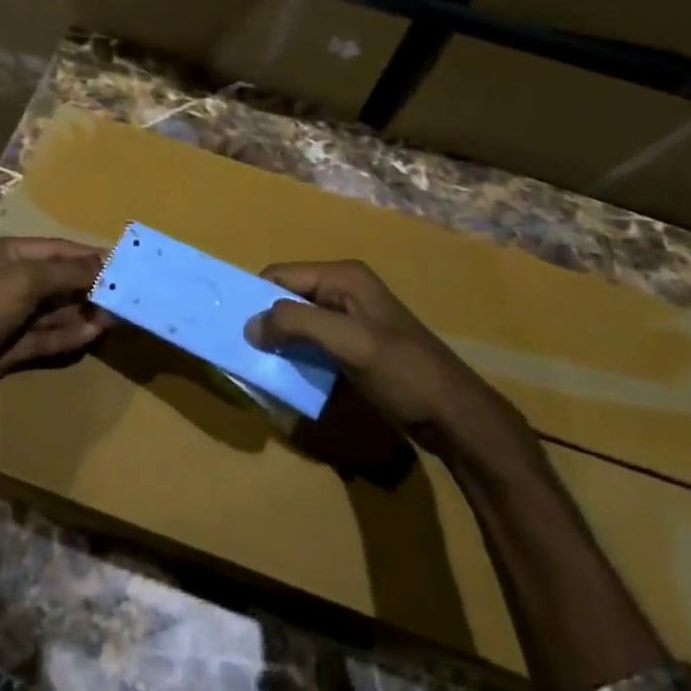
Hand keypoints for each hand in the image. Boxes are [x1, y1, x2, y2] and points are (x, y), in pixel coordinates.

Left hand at [0, 237, 111, 424]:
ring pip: (53, 311)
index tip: (123, 263)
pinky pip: (44, 338)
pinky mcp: (7, 349)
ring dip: (82, 313)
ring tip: (114, 317)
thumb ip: (67, 273)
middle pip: (56, 280)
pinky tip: (92, 335)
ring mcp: (6, 318)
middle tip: (124, 295)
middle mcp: (5, 282)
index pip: (55, 249)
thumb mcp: (23, 281)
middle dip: (89, 286)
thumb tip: (105, 263)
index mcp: (3, 255)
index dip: (88, 256)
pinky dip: (67, 335)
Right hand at [245, 260, 539, 478]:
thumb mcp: (349, 343)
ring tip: (261, 366)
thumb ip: (297, 325)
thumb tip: (249, 325)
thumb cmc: (403, 372)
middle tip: (245, 352)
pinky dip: (297, 355)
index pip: (280, 275)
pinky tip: (289, 376)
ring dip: (280, 342)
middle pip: (288, 297)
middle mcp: (344, 289)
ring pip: (298, 322)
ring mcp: (351, 318)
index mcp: (343, 277)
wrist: (455, 414)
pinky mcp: (355, 345)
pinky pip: (313, 342)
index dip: (256, 299)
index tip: (235, 330)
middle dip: (266, 322)